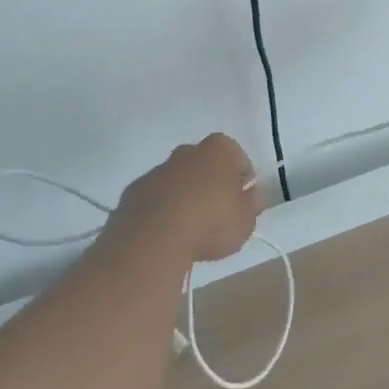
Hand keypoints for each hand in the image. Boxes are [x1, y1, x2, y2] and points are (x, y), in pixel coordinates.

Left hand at [113, 133, 262, 263]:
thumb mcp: (245, 222)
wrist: (154, 238)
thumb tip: (253, 196)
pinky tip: (166, 234)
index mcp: (219, 150)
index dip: (243, 182)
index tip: (242, 205)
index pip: (239, 159)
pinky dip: (162, 210)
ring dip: (185, 197)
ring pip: (178, 180)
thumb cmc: (211, 222)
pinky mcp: (134, 190)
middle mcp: (187, 151)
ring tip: (190, 231)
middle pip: (205, 165)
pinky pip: (155, 198)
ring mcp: (158, 169)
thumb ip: (252, 206)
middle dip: (211, 184)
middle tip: (217, 216)